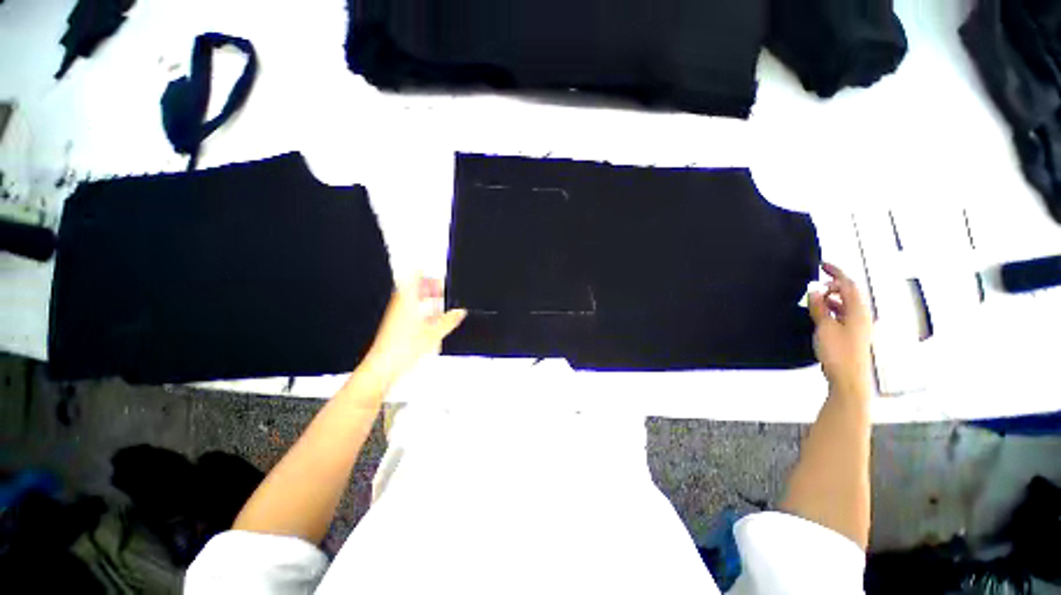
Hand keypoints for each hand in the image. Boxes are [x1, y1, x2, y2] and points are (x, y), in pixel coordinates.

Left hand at [356, 275, 466, 392]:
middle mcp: (400, 303)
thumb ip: (449, 320)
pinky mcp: (397, 325)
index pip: (415, 275)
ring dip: (428, 300)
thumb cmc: (404, 348)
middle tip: (446, 293)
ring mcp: (397, 314)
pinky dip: (424, 312)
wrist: (383, 367)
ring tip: (443, 307)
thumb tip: (460, 311)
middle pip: (416, 287)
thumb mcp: (434, 333)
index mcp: (408, 299)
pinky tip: (434, 322)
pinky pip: (412, 311)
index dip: (429, 273)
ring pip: (414, 300)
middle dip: (432, 288)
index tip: (442, 278)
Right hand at [808, 262, 873, 399]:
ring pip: (846, 304)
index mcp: (858, 310)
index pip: (848, 284)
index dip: (836, 272)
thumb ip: (819, 306)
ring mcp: (858, 325)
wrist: (849, 377)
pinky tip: (821, 313)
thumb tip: (815, 289)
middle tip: (816, 285)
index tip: (822, 264)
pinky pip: (843, 314)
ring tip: (815, 299)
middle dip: (834, 285)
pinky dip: (832, 309)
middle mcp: (861, 315)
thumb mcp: (825, 326)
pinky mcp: (852, 334)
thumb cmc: (838, 351)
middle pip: (850, 293)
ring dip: (832, 298)